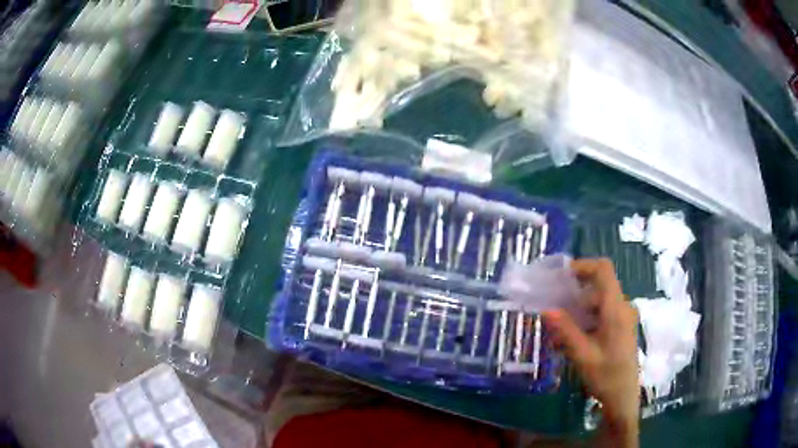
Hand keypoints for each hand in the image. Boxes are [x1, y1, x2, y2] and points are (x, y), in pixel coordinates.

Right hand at [543, 259, 639, 444]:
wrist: (623, 397)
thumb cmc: (606, 377)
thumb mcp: (583, 356)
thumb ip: (566, 331)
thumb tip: (546, 309)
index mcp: (616, 309)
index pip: (603, 270)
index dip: (582, 266)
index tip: (560, 277)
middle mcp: (622, 307)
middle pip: (597, 286)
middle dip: (573, 295)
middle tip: (552, 310)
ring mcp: (623, 317)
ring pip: (597, 302)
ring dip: (577, 311)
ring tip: (558, 333)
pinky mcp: (620, 327)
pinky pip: (601, 314)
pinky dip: (585, 321)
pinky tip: (571, 341)